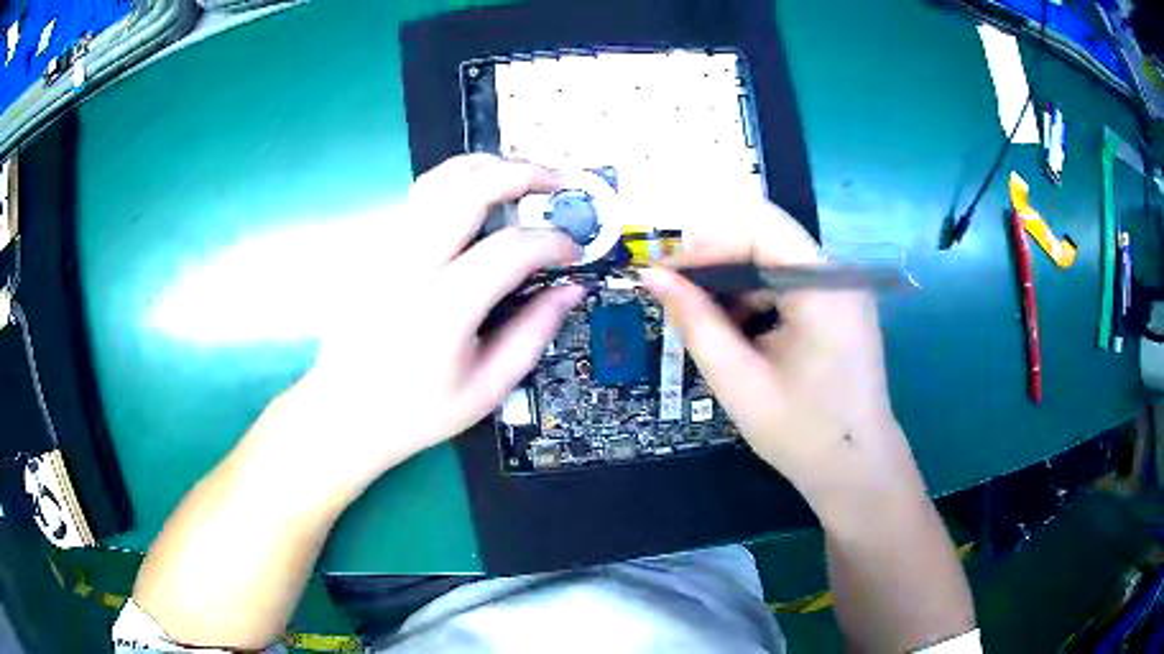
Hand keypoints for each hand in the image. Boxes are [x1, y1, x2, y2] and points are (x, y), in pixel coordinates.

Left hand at [267, 155, 583, 492]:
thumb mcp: (487, 388)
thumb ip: (534, 332)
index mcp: (443, 308)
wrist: (344, 411)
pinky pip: (418, 196)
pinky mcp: (370, 246)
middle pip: (470, 189)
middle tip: (556, 182)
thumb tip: (572, 289)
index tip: (572, 250)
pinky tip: (476, 197)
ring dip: (487, 167)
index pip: (510, 249)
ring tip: (520, 175)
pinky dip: (455, 183)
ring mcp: (383, 248)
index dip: (552, 242)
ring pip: (438, 179)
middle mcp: (408, 265)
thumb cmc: (417, 410)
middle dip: (522, 174)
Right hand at [639, 200, 927, 516]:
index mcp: (823, 286)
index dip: (706, 243)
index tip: (666, 275)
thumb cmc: (801, 434)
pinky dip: (754, 295)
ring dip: (733, 279)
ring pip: (774, 256)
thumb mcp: (738, 381)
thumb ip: (695, 322)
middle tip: (676, 295)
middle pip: (766, 235)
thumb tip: (652, 276)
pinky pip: (787, 280)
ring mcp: (841, 287)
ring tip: (703, 320)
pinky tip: (737, 331)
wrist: (857, 469)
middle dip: (715, 259)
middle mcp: (838, 273)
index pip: (758, 226)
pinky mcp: (838, 303)